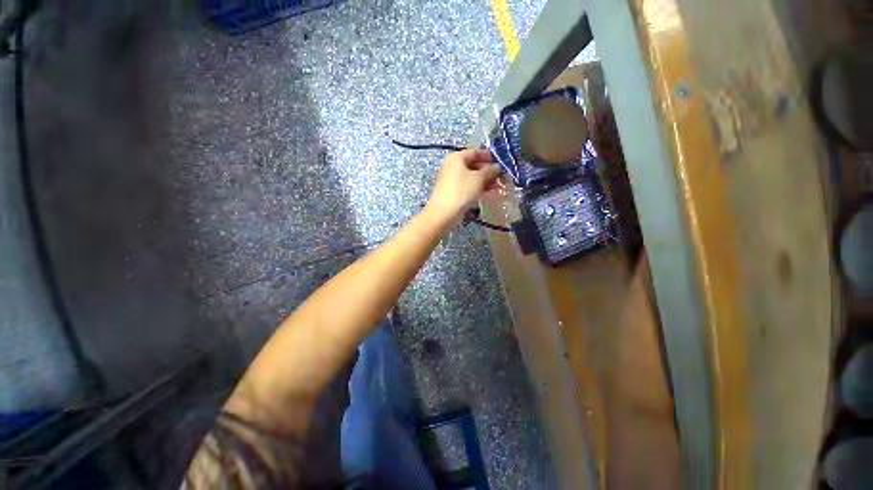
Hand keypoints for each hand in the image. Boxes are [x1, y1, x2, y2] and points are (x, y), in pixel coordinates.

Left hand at [425, 149, 501, 225]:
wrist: (444, 213)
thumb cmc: (461, 191)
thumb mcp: (478, 178)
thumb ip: (489, 170)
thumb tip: (497, 167)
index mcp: (457, 157)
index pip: (475, 152)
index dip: (489, 157)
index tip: (501, 163)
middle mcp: (452, 166)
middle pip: (473, 164)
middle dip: (488, 171)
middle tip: (500, 177)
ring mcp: (451, 179)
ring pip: (471, 177)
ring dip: (484, 181)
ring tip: (496, 187)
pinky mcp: (452, 191)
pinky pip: (467, 186)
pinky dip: (477, 188)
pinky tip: (487, 193)